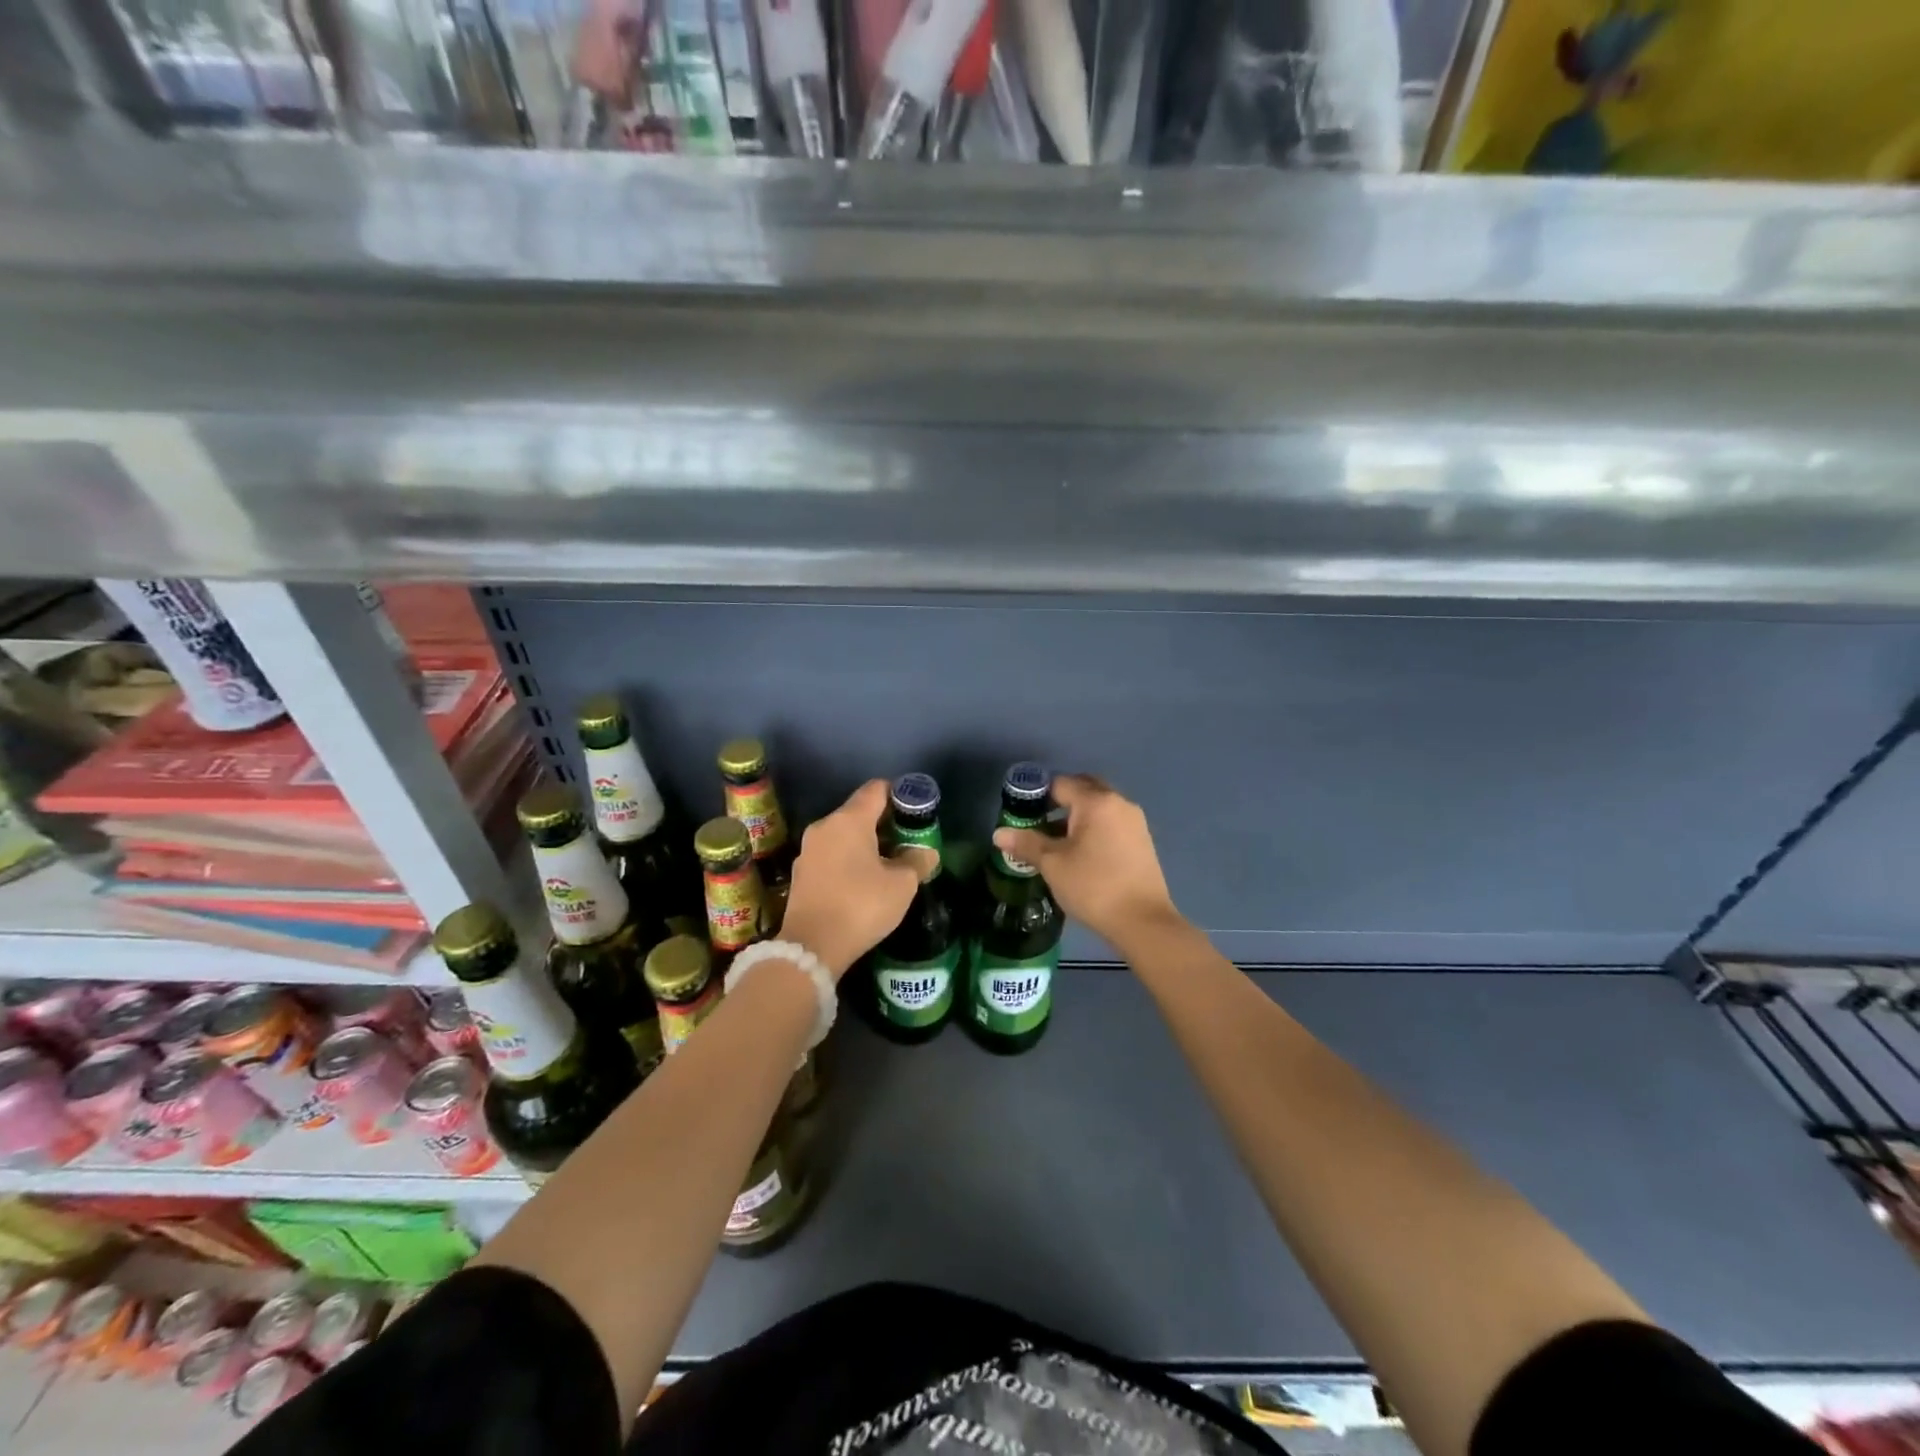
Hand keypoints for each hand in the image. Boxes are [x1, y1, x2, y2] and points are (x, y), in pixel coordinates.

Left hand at [779, 779, 919, 978]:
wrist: (811, 947)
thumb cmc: (861, 906)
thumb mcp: (902, 885)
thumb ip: (917, 861)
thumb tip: (926, 851)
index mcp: (849, 820)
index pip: (876, 789)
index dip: (899, 794)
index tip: (915, 811)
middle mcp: (825, 826)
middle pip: (859, 811)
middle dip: (884, 822)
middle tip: (907, 841)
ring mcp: (808, 849)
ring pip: (844, 834)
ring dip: (866, 843)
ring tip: (888, 863)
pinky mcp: (801, 872)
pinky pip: (831, 854)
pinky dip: (849, 859)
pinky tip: (864, 881)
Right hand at [993, 775, 1181, 948]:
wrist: (1143, 922)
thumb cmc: (1093, 887)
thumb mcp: (1053, 865)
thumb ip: (1026, 844)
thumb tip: (999, 834)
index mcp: (1096, 802)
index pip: (1060, 783)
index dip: (1037, 796)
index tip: (1023, 816)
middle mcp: (1119, 803)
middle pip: (1083, 789)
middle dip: (1059, 802)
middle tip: (1038, 825)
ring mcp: (1134, 821)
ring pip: (1099, 807)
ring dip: (1076, 816)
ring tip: (1056, 843)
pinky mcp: (1142, 840)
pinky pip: (1111, 822)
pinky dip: (1093, 828)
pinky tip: (1081, 854)